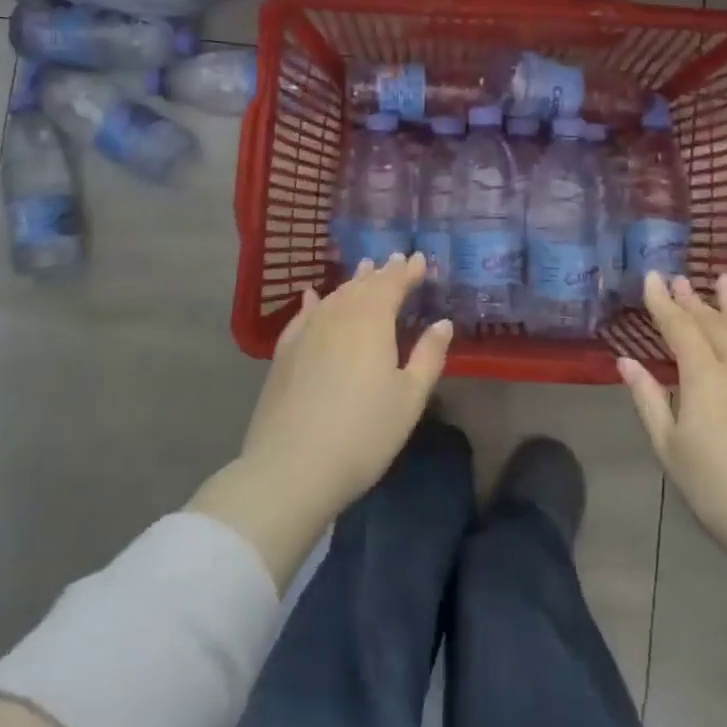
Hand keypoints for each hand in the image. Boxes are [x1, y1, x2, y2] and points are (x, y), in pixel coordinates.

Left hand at [239, 253, 452, 530]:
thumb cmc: (364, 433)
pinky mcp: (284, 353)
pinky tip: (313, 297)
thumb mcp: (409, 398)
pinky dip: (313, 302)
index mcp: (372, 321)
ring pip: (334, 297)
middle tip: (393, 259)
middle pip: (362, 287)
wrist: (292, 466)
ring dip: (351, 283)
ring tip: (363, 271)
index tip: (419, 260)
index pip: (392, 285)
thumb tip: (442, 323)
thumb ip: (428, 356)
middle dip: (381, 273)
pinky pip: (302, 316)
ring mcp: (306, 332)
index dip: (406, 272)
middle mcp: (337, 316)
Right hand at [618, 273, 726, 582]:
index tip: (652, 276)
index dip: (663, 302)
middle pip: (714, 323)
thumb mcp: (671, 449)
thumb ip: (649, 400)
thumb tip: (627, 361)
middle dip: (694, 299)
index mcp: (704, 376)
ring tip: (724, 280)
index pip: (679, 327)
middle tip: (680, 278)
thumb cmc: (720, 491)